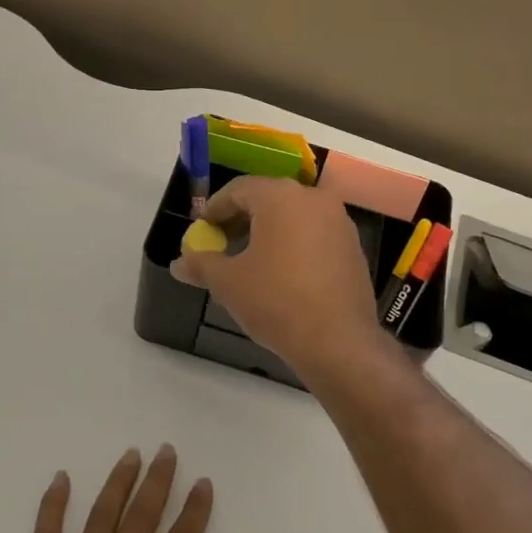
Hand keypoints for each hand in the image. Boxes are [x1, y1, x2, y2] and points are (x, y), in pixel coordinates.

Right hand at [173, 176, 384, 377]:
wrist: (338, 342)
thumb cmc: (276, 301)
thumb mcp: (228, 283)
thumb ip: (201, 265)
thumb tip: (178, 263)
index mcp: (281, 196)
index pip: (238, 189)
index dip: (214, 209)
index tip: (201, 230)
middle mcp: (314, 199)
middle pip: (267, 199)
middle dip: (240, 219)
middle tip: (220, 243)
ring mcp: (339, 222)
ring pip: (293, 216)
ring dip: (267, 232)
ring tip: (248, 261)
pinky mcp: (353, 247)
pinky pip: (314, 234)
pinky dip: (293, 244)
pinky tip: (280, 273)